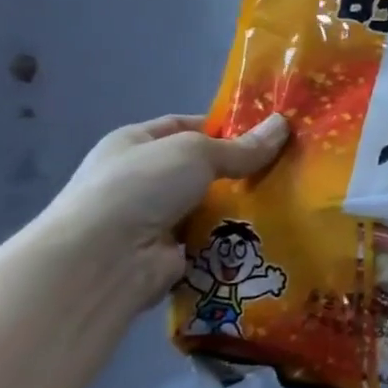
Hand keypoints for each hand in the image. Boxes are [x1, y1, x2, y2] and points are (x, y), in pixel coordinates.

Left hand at [40, 113, 288, 303]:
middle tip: (285, 166)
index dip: (223, 127)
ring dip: (238, 207)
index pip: (184, 126)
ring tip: (286, 199)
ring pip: (207, 206)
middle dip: (238, 169)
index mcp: (133, 143)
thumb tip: (283, 125)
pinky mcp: (165, 258)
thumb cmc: (140, 187)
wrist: (100, 263)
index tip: (265, 133)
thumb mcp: (196, 152)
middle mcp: (138, 180)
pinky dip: (231, 241)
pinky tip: (268, 233)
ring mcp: (150, 221)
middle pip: (200, 169)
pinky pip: (208, 242)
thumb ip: (241, 146)